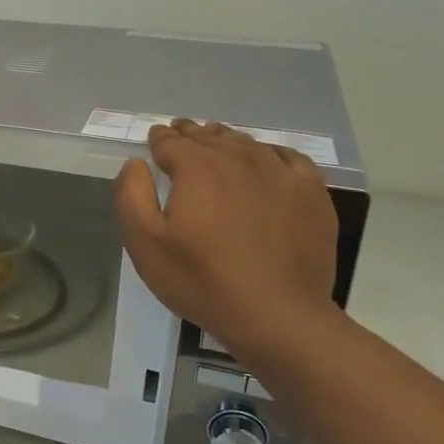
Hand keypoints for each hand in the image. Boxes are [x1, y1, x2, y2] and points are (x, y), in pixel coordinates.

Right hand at [115, 120, 339, 358]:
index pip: (171, 142)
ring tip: (217, 139)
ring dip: (226, 139)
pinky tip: (266, 160)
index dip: (160, 139)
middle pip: (209, 137)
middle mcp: (238, 158)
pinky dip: (271, 152)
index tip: (155, 138)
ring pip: (247, 143)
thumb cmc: (200, 279)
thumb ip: (132, 195)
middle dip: (191, 133)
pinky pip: (289, 158)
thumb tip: (137, 162)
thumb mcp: (144, 243)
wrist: (275, 313)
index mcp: (196, 167)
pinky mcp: (311, 193)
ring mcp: (280, 173)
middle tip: (180, 131)